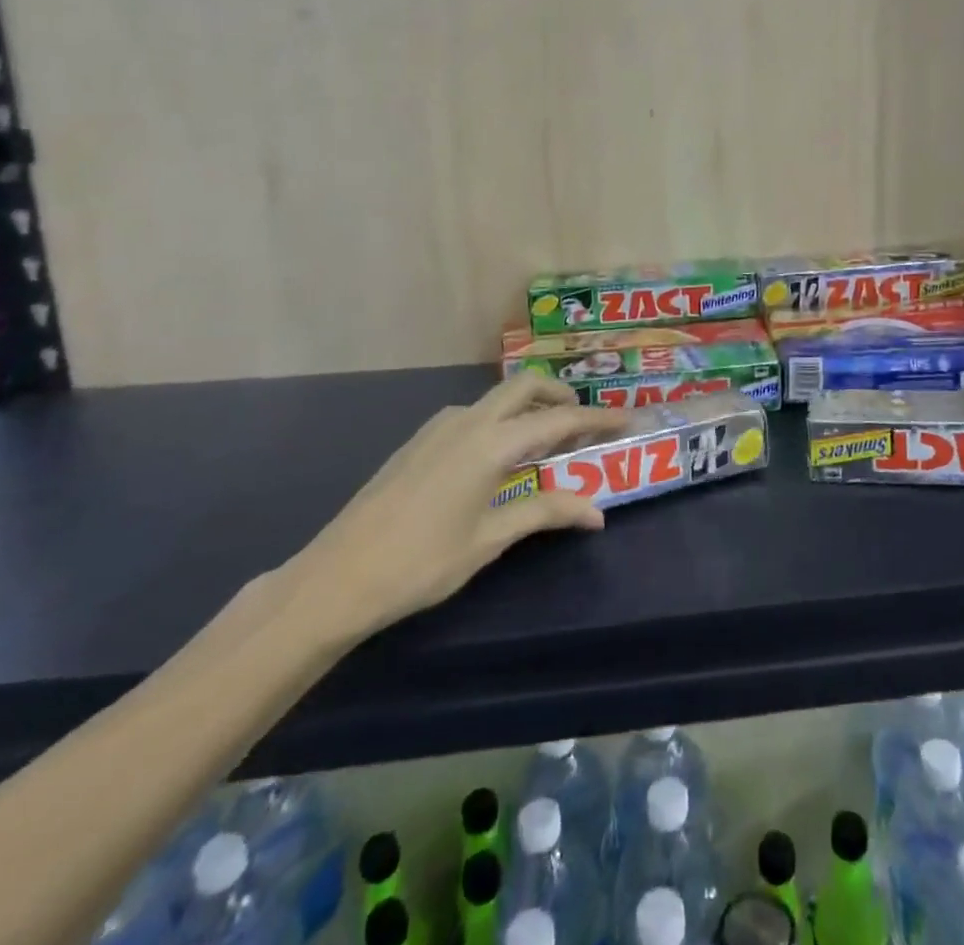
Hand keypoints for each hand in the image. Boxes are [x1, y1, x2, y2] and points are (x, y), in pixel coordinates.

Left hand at [282, 373, 626, 643]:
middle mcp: (468, 421)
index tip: (627, 418)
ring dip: (529, 406)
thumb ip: (545, 513)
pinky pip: (474, 414)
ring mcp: (438, 427)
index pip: (558, 421)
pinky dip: (501, 419)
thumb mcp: (489, 540)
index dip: (597, 419)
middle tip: (583, 424)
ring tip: (545, 441)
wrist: (336, 577)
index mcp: (490, 444)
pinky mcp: (420, 440)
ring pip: (497, 398)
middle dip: (560, 397)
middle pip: (526, 387)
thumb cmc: (421, 564)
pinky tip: (498, 456)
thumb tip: (597, 511)